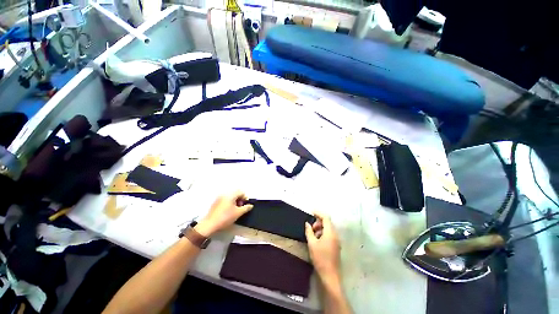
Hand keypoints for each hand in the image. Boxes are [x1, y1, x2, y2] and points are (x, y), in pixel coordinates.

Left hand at [195, 191, 252, 236]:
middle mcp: (224, 194)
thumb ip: (246, 208)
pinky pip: (225, 200)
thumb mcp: (238, 213)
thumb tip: (250, 206)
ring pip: (230, 197)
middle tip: (240, 208)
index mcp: (230, 195)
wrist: (210, 225)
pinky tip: (228, 211)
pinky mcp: (215, 203)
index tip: (245, 205)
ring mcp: (219, 198)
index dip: (245, 198)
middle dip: (240, 200)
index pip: (241, 192)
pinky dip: (229, 203)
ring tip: (235, 210)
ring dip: (235, 202)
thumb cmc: (225, 218)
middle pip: (236, 193)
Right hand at [305, 212, 340, 284]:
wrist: (330, 275)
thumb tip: (307, 223)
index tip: (311, 212)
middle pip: (328, 222)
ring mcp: (337, 240)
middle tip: (311, 228)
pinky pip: (330, 234)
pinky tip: (317, 240)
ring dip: (320, 228)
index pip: (326, 218)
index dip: (318, 213)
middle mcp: (335, 234)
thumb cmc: (320, 258)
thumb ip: (309, 231)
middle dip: (318, 222)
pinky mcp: (336, 245)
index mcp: (330, 232)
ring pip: (328, 229)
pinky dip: (323, 233)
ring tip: (313, 235)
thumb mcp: (312, 243)